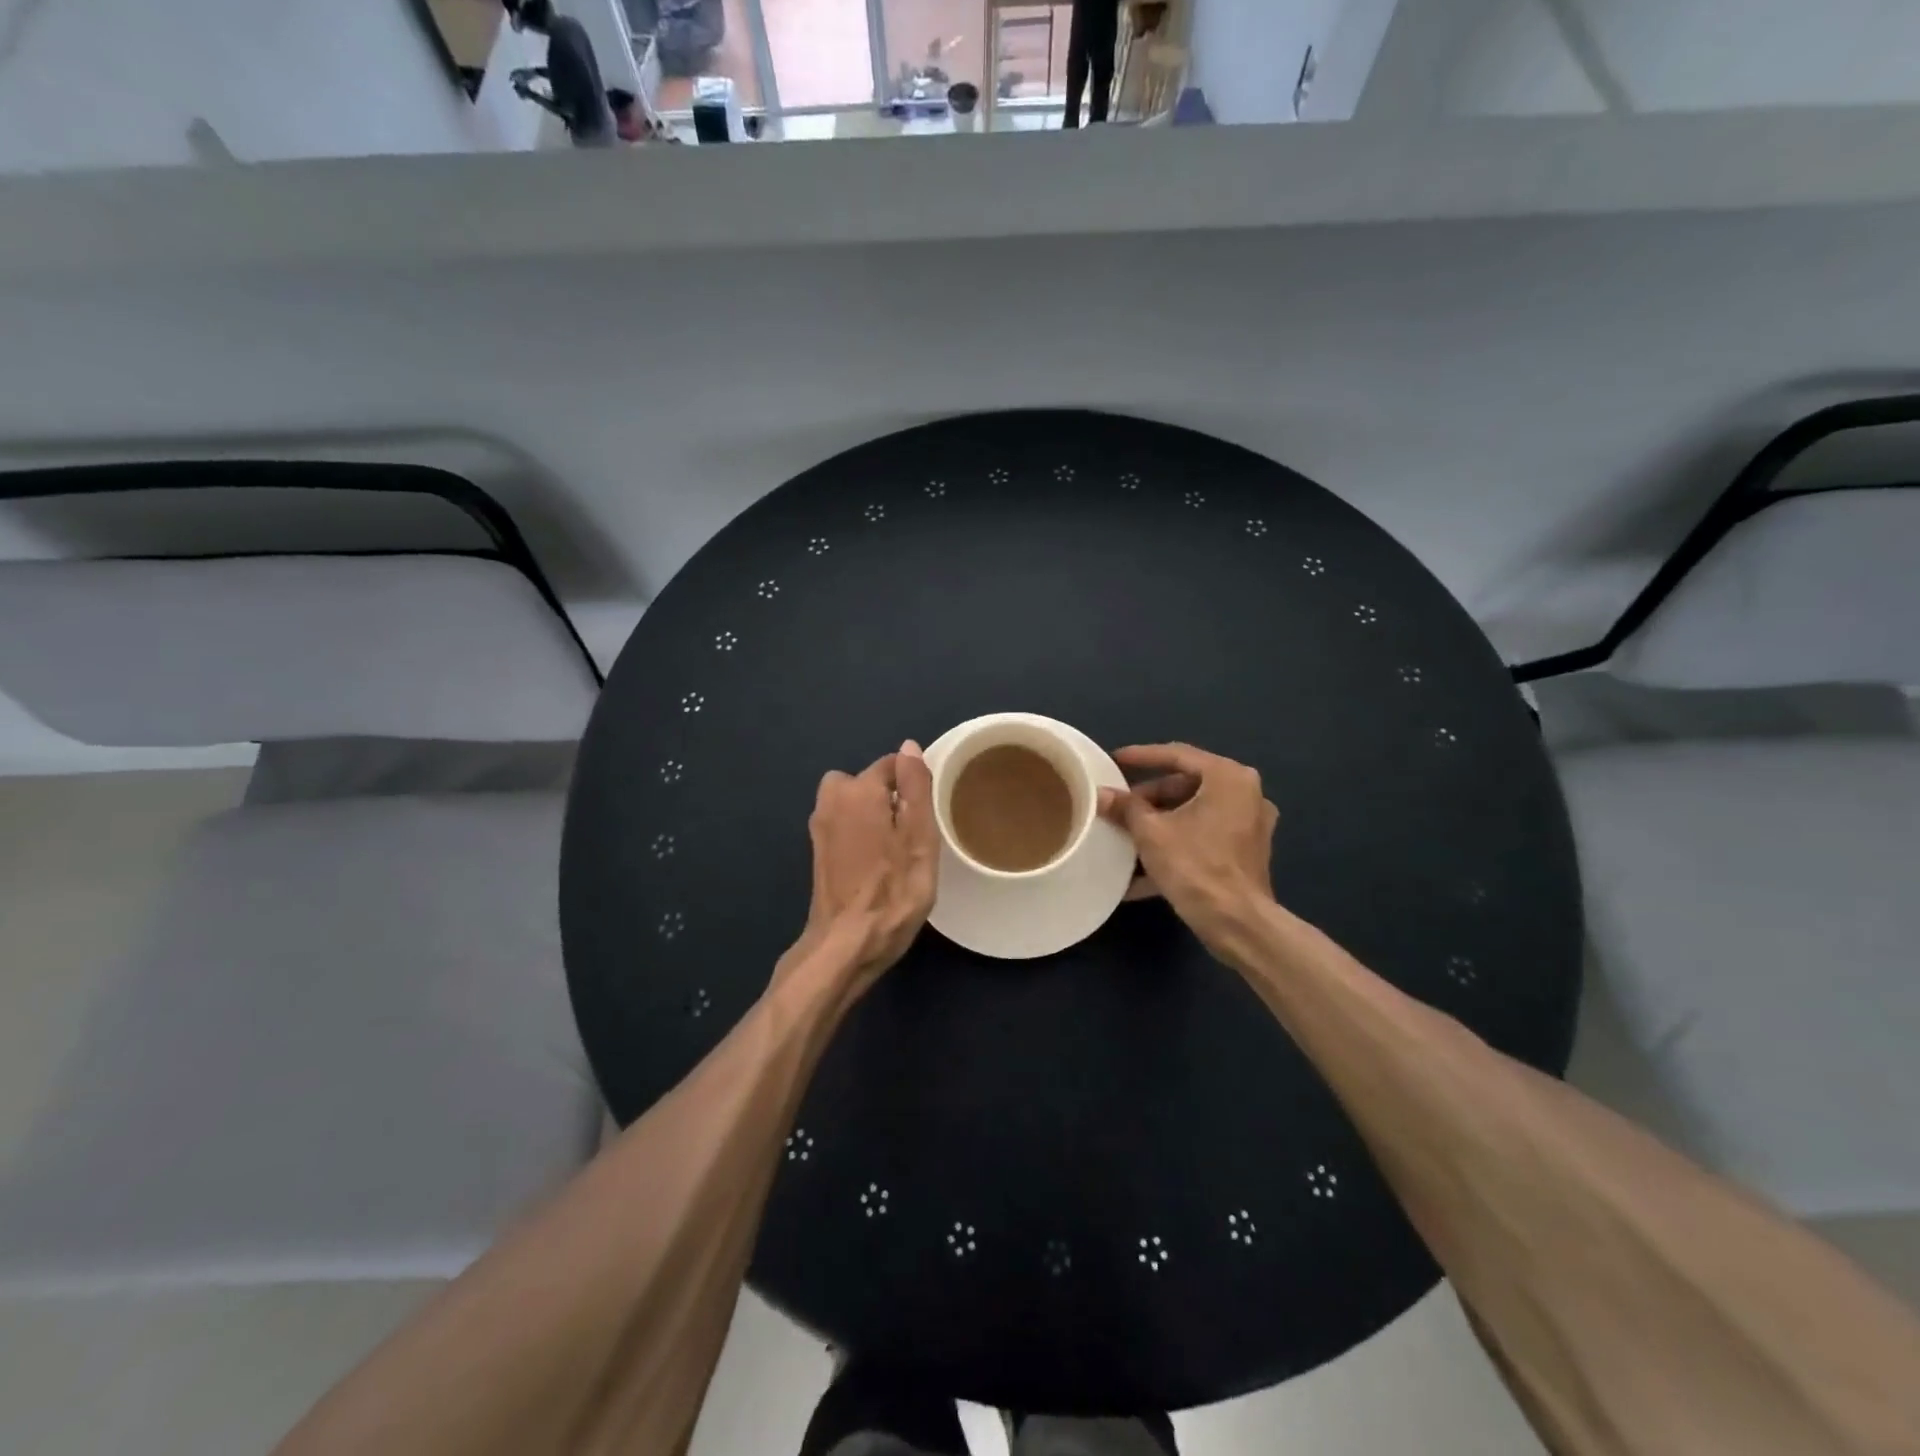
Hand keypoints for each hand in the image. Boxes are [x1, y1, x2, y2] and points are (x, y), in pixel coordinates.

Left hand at [782, 740, 937, 999]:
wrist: (847, 944)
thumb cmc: (893, 891)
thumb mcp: (919, 837)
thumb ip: (915, 787)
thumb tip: (908, 747)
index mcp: (858, 790)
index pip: (893, 765)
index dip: (914, 786)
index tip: (927, 816)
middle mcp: (832, 799)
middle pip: (870, 782)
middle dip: (890, 798)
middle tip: (911, 835)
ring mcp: (820, 826)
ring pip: (855, 803)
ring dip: (874, 816)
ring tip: (895, 851)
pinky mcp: (817, 851)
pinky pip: (845, 824)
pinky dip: (860, 833)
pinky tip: (875, 864)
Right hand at [1098, 743, 1277, 938]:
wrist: (1237, 924)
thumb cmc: (1195, 866)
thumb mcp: (1151, 833)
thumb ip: (1126, 808)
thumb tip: (1101, 794)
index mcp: (1228, 778)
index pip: (1178, 755)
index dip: (1142, 756)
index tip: (1114, 760)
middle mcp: (1246, 793)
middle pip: (1188, 785)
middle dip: (1150, 797)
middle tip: (1121, 805)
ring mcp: (1250, 824)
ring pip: (1195, 813)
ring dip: (1161, 822)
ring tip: (1127, 832)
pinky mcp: (1246, 852)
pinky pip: (1204, 837)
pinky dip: (1177, 843)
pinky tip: (1144, 867)